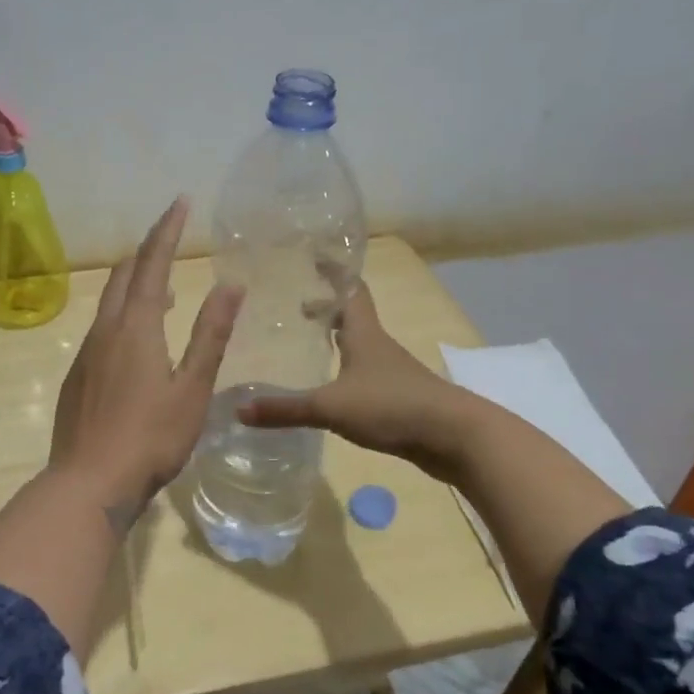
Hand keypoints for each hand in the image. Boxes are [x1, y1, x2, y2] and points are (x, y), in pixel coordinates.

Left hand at [50, 198, 242, 513]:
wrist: (88, 483)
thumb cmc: (151, 438)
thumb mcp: (192, 387)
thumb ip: (211, 334)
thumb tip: (230, 284)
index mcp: (136, 327)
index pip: (151, 263)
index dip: (166, 231)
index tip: (180, 202)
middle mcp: (105, 331)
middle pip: (123, 276)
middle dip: (146, 250)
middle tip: (170, 238)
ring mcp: (86, 354)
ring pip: (110, 303)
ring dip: (135, 285)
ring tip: (163, 288)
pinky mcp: (77, 377)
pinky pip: (102, 329)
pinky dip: (123, 316)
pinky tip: (138, 341)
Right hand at [239, 284, 477, 481]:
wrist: (454, 437)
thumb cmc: (392, 406)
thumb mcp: (331, 407)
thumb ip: (286, 409)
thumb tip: (239, 410)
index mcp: (364, 333)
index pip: (349, 290)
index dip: (333, 271)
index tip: (313, 256)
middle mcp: (378, 345)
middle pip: (352, 316)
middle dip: (326, 308)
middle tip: (296, 307)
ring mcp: (391, 372)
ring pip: (358, 346)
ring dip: (336, 340)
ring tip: (308, 345)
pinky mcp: (398, 397)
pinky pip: (364, 375)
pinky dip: (345, 371)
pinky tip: (331, 388)